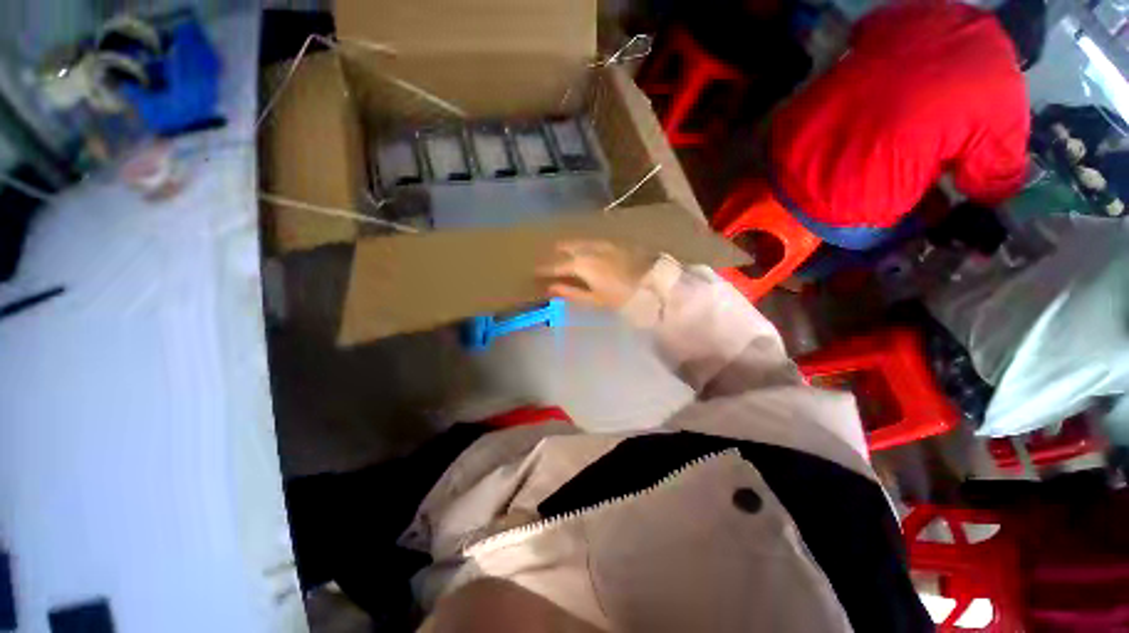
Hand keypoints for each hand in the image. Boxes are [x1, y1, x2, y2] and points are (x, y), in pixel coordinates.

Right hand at [536, 240, 653, 309]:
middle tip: (548, 257)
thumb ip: (571, 292)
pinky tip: (587, 248)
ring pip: (581, 242)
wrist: (654, 283)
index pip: (557, 265)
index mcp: (583, 264)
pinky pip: (594, 241)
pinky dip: (585, 245)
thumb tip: (550, 288)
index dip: (545, 269)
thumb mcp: (595, 299)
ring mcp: (604, 243)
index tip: (533, 271)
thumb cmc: (622, 296)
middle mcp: (590, 249)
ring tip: (563, 249)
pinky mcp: (616, 243)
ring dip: (570, 246)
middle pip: (567, 247)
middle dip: (556, 252)